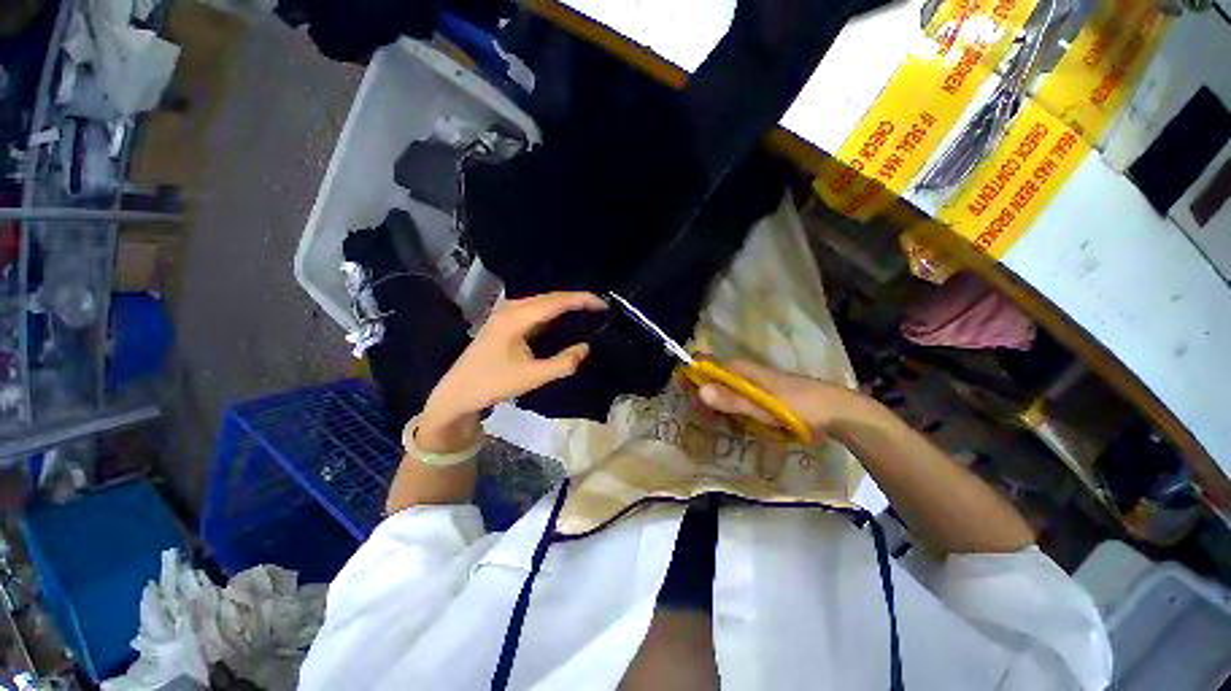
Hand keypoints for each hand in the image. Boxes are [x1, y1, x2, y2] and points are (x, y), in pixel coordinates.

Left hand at [415, 292, 606, 449]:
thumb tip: (585, 347)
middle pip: (550, 297)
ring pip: (542, 302)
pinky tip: (563, 318)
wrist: (457, 392)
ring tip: (587, 311)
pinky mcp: (505, 321)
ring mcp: (506, 313)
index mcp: (516, 319)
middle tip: (599, 308)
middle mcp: (511, 309)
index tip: (603, 305)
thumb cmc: (493, 384)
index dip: (582, 300)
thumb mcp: (532, 377)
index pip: (556, 302)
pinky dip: (553, 311)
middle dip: (576, 299)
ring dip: (564, 304)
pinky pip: (534, 309)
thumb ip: (563, 363)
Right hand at [696, 358, 871, 434]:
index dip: (691, 374)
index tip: (685, 394)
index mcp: (740, 368)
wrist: (836, 411)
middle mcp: (743, 371)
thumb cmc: (798, 407)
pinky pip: (736, 396)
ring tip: (715, 421)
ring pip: (722, 387)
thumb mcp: (763, 407)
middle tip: (702, 415)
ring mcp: (753, 382)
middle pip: (711, 376)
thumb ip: (732, 400)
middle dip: (701, 394)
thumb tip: (700, 390)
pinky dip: (729, 407)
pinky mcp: (761, 393)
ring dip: (715, 403)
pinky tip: (732, 421)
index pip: (704, 362)